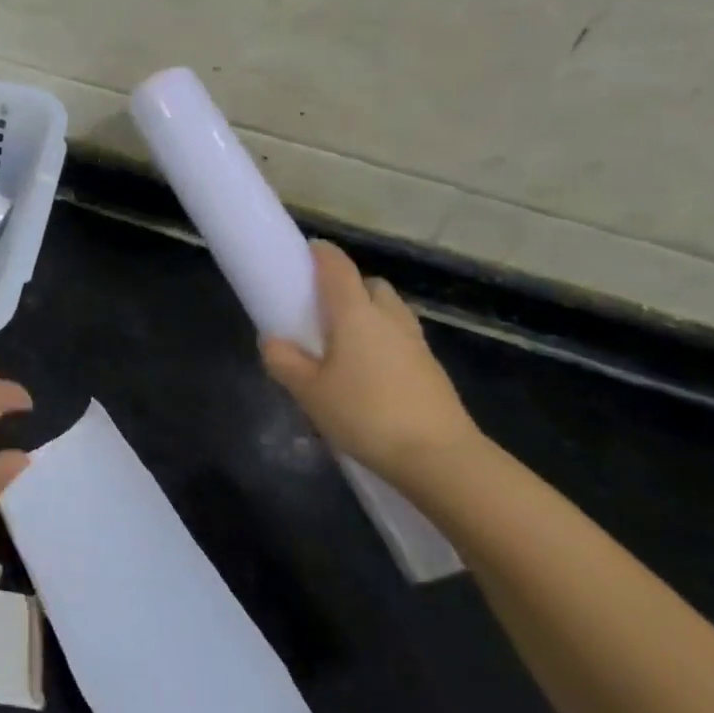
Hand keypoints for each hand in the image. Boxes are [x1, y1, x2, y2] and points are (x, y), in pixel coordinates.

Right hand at [261, 241, 480, 483]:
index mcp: (355, 314)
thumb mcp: (308, 392)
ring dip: (369, 316)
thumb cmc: (365, 415)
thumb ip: (284, 361)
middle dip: (349, 288)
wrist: (440, 459)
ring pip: (390, 313)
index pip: (337, 267)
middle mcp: (388, 319)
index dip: (321, 254)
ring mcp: (416, 344)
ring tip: (345, 347)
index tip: (305, 253)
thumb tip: (272, 341)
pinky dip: (384, 345)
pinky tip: (368, 376)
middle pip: (371, 286)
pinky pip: (402, 341)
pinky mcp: (432, 371)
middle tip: (323, 312)